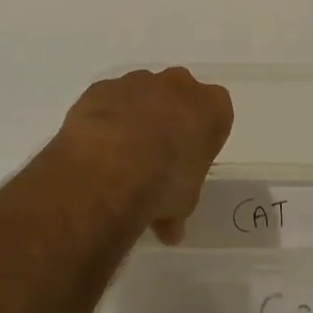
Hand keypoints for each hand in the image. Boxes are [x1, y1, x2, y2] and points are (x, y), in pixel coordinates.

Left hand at [54, 68, 233, 242]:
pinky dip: (104, 119)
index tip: (190, 157)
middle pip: (178, 94)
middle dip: (169, 117)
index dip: (201, 134)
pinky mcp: (100, 88)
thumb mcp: (183, 204)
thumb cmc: (163, 185)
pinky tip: (96, 148)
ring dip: (134, 117)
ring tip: (120, 158)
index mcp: (211, 108)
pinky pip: (107, 101)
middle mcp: (177, 86)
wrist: (109, 171)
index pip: (216, 111)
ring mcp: (136, 82)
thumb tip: (168, 229)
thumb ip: (177, 207)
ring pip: (140, 94)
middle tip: (156, 155)